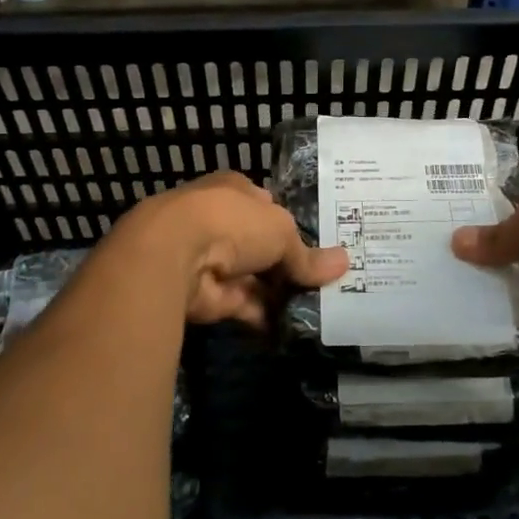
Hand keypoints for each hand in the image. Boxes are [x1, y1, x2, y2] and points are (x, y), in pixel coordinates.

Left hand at [121, 172, 347, 325]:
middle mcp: (221, 222)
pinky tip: (296, 326)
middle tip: (328, 282)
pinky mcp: (209, 295)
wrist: (174, 256)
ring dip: (281, 293)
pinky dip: (267, 316)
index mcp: (235, 191)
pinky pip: (246, 305)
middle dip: (289, 263)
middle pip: (262, 244)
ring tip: (321, 308)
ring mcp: (213, 259)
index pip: (267, 205)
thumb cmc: (233, 223)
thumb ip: (307, 255)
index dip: (291, 224)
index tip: (319, 245)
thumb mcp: (282, 231)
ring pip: (256, 277)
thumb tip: (343, 264)